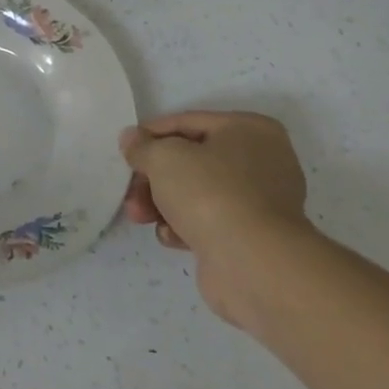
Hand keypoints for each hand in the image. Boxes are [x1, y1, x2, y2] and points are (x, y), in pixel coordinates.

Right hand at [120, 110, 312, 326]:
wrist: (254, 266)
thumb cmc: (210, 194)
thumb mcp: (163, 157)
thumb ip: (142, 146)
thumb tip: (131, 139)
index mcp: (250, 130)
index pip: (187, 122)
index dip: (151, 135)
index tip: (126, 151)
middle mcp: (262, 162)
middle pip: (190, 161)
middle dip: (153, 178)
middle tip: (129, 192)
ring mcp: (260, 203)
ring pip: (196, 193)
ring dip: (161, 203)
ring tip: (139, 217)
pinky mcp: (252, 238)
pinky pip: (209, 222)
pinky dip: (184, 226)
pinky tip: (170, 236)